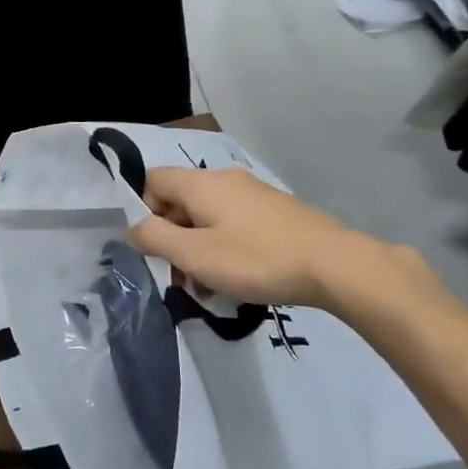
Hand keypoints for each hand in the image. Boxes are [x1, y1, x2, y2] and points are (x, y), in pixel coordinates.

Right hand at [127, 167, 458, 329]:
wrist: (334, 265)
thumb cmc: (256, 259)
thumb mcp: (195, 255)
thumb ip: (155, 239)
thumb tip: (133, 229)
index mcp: (201, 183)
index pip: (152, 181)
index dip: (143, 212)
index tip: (154, 248)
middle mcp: (224, 179)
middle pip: (180, 202)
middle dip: (173, 240)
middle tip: (180, 279)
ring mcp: (253, 194)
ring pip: (208, 218)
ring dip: (199, 250)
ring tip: (209, 289)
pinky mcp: (275, 212)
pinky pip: (234, 225)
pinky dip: (225, 248)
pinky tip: (238, 280)